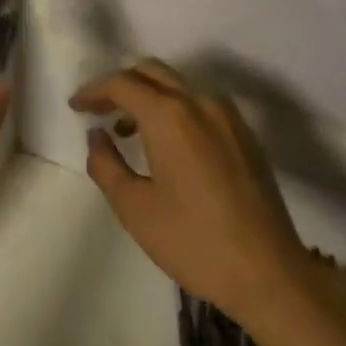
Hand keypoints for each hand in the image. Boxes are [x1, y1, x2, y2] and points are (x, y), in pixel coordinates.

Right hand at [72, 59, 308, 326]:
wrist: (269, 272)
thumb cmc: (193, 241)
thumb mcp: (135, 208)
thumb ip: (106, 164)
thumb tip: (97, 136)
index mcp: (170, 115)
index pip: (122, 83)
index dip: (94, 91)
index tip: (76, 107)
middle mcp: (200, 102)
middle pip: (152, 73)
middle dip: (120, 85)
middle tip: (98, 110)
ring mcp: (228, 116)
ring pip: (179, 86)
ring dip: (149, 97)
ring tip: (128, 131)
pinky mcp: (245, 135)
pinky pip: (201, 105)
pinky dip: (175, 110)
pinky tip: (168, 145)